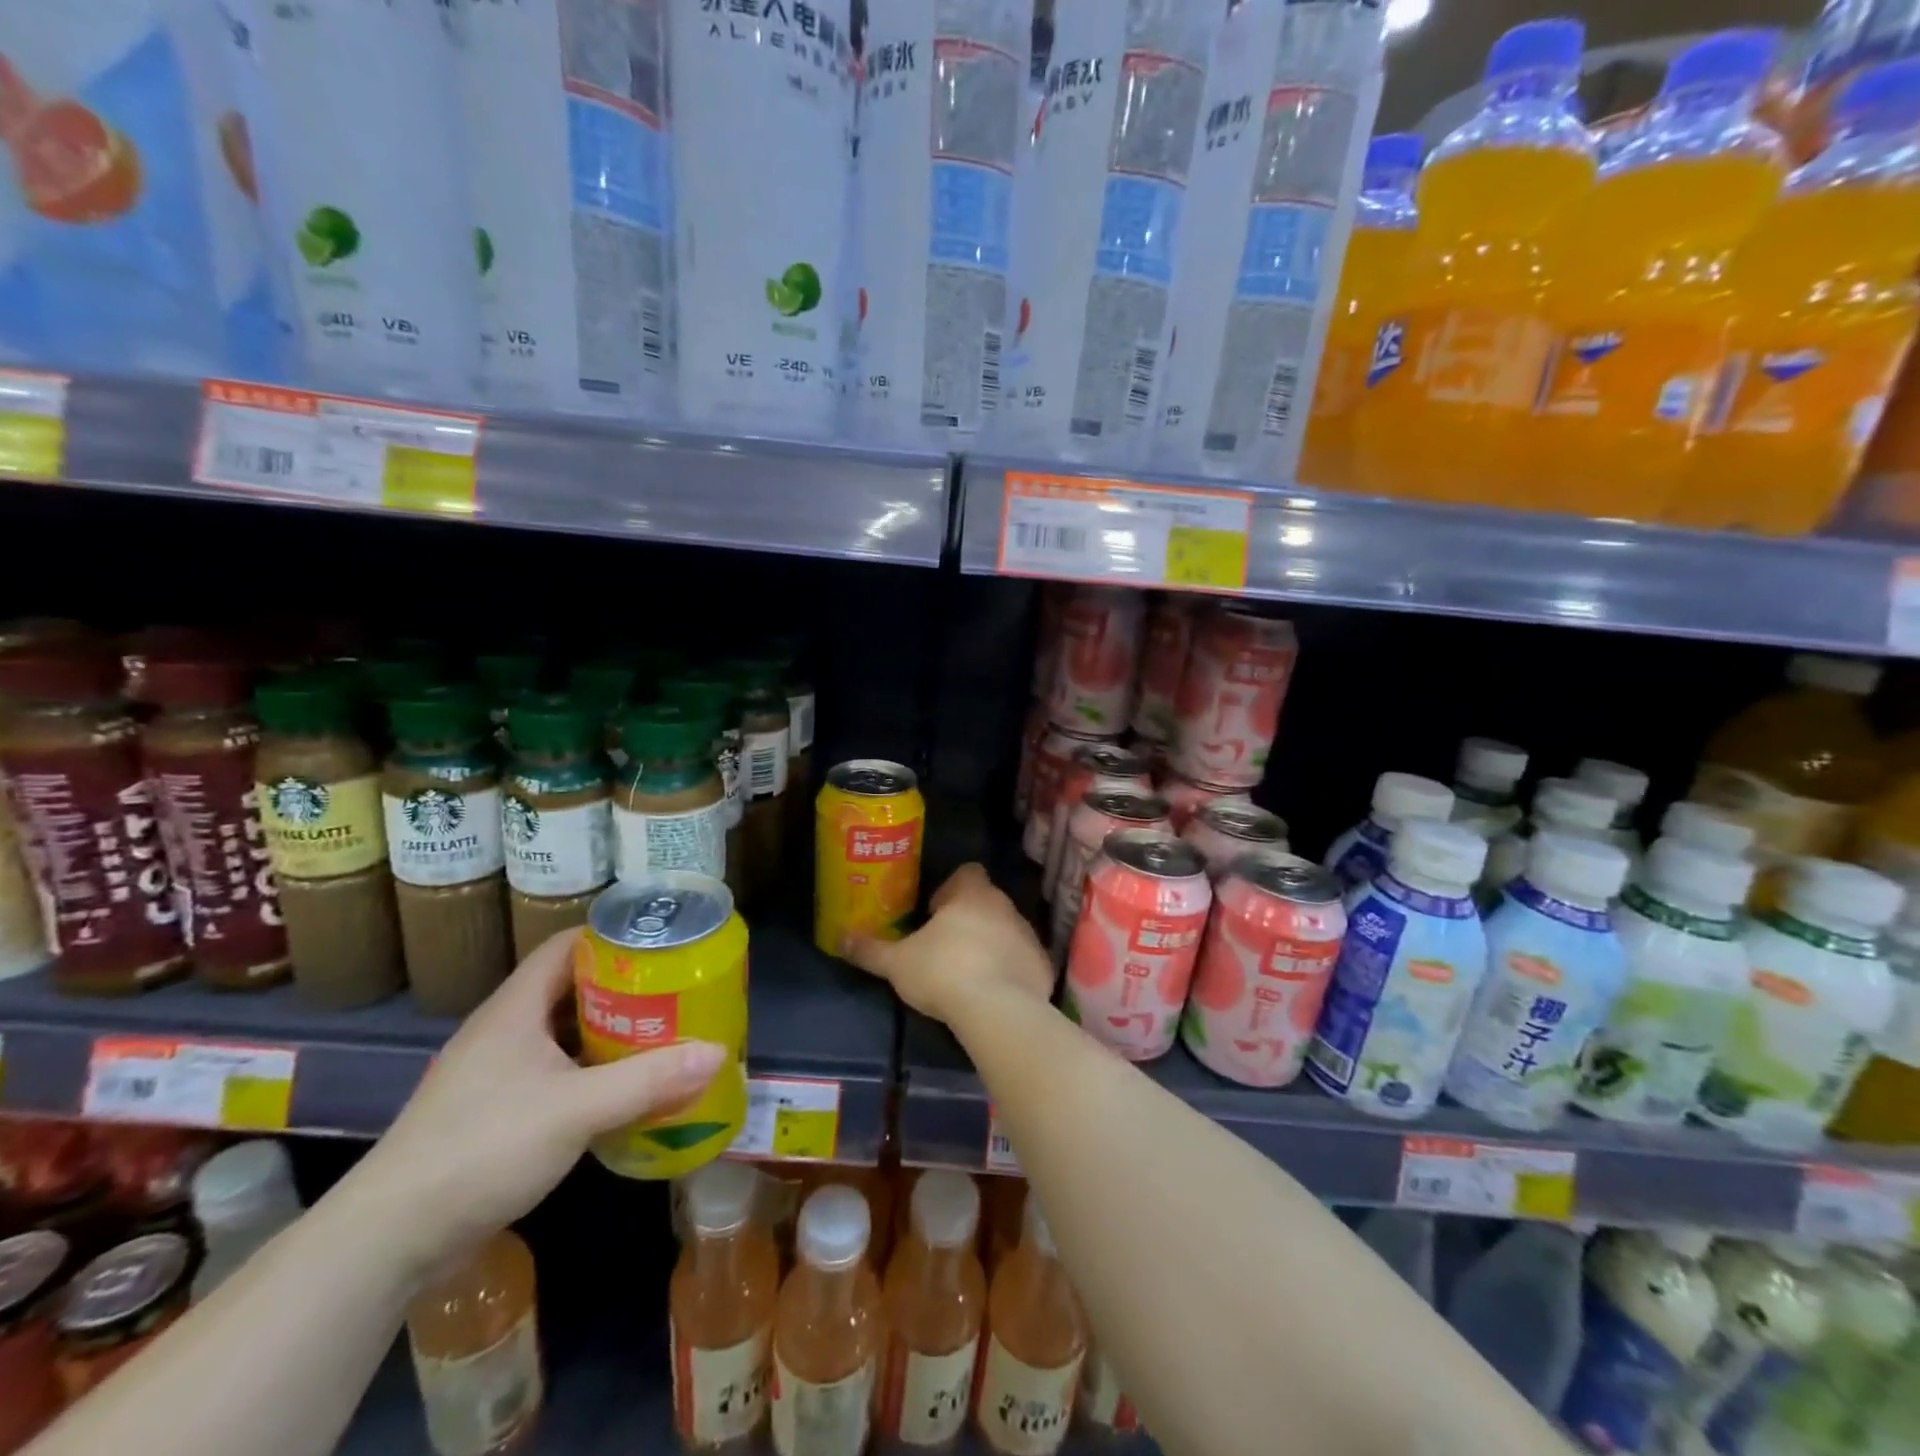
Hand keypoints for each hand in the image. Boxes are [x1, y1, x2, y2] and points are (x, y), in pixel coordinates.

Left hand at [344, 930, 725, 1275]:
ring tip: (661, 1036)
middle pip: (572, 989)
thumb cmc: (482, 1149)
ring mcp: (495, 1074)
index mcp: (515, 1008)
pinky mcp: (493, 1113)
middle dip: (624, 989)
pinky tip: (622, 1091)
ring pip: (563, 1035)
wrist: (386, 1241)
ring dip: (609, 1034)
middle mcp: (504, 1031)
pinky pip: (554, 1074)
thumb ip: (649, 1080)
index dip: (614, 938)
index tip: (663, 945)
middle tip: (676, 993)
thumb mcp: (577, 1109)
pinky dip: (591, 1074)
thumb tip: (719, 1052)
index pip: (568, 946)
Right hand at [843, 863, 1052, 1027]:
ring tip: (968, 973)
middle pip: (986, 901)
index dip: (950, 889)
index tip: (934, 914)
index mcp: (971, 893)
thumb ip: (870, 950)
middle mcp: (1004, 905)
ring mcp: (1028, 934)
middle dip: (968, 918)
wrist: (998, 1010)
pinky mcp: (1042, 964)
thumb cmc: (943, 972)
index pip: (966, 872)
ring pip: (1006, 929)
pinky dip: (1011, 969)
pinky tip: (994, 993)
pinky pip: (1023, 959)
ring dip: (990, 943)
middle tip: (945, 946)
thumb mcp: (897, 963)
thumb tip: (840, 939)